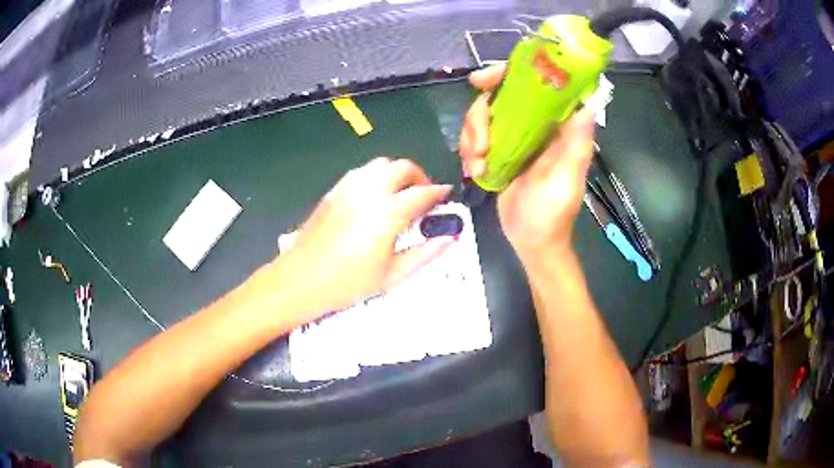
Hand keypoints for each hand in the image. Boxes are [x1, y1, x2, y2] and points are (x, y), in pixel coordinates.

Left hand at [277, 157, 453, 317]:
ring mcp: (349, 187)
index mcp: (389, 212)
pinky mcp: (334, 191)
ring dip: (397, 172)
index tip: (446, 195)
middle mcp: (371, 191)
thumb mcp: (393, 274)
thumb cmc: (349, 282)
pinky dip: (376, 175)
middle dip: (419, 176)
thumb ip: (425, 253)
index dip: (438, 192)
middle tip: (424, 194)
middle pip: (402, 167)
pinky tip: (375, 195)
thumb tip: (450, 238)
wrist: (302, 279)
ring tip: (401, 192)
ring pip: (380, 164)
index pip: (423, 192)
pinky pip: (361, 171)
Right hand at [460, 65, 595, 263]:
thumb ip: (577, 142)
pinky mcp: (497, 153)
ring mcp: (513, 138)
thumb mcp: (567, 178)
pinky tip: (473, 170)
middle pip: (496, 98)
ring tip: (476, 166)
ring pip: (480, 118)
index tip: (481, 82)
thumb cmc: (553, 213)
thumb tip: (591, 102)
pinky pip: (473, 138)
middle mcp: (533, 125)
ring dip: (470, 139)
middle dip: (479, 118)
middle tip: (479, 147)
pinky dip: (467, 151)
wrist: (532, 242)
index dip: (504, 74)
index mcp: (554, 125)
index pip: (530, 84)